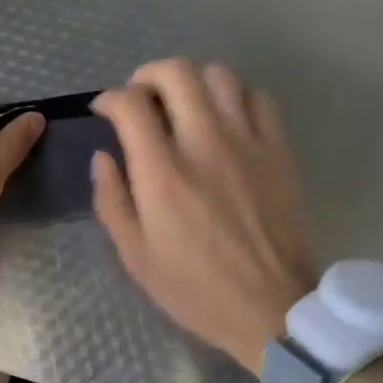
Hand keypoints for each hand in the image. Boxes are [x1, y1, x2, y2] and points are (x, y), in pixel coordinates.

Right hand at [92, 60, 316, 374]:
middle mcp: (204, 145)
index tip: (104, 111)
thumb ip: (111, 199)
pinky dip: (236, 96)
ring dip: (192, 80)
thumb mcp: (135, 255)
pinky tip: (226, 117)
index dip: (109, 98)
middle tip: (141, 97)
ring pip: (219, 75)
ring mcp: (247, 143)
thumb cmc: (195, 289)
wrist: (272, 310)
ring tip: (182, 103)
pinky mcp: (279, 151)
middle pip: (176, 72)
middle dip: (148, 75)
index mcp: (163, 174)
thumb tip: (104, 156)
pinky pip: (259, 98)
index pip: (130, 104)